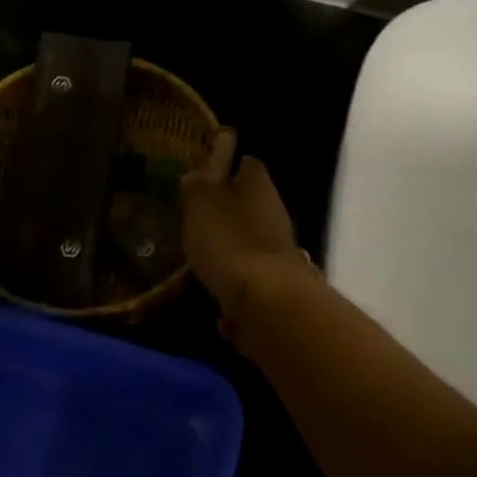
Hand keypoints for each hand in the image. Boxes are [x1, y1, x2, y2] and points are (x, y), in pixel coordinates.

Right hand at [180, 130, 316, 344]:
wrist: (268, 300)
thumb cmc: (228, 240)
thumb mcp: (199, 204)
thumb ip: (196, 186)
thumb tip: (197, 174)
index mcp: (258, 185)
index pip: (247, 163)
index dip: (226, 167)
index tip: (204, 178)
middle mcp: (275, 212)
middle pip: (249, 205)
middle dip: (226, 215)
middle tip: (196, 226)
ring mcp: (280, 249)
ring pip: (250, 245)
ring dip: (230, 255)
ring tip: (203, 269)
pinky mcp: (281, 284)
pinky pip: (253, 283)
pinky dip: (237, 293)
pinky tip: (222, 313)